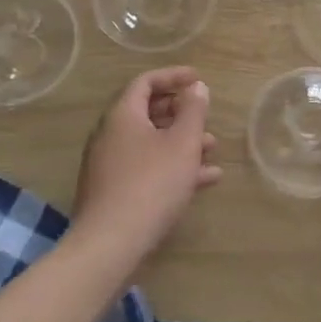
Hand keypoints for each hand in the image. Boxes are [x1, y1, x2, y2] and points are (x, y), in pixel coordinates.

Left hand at [72, 67, 219, 269]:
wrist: (110, 245)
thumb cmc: (151, 184)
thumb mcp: (182, 143)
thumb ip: (193, 111)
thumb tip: (196, 87)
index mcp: (122, 115)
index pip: (145, 82)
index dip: (173, 76)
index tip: (198, 78)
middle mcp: (110, 134)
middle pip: (146, 112)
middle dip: (180, 112)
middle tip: (204, 115)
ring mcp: (108, 165)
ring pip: (149, 142)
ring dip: (180, 142)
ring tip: (212, 149)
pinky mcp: (112, 192)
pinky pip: (145, 167)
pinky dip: (171, 166)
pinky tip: (203, 180)